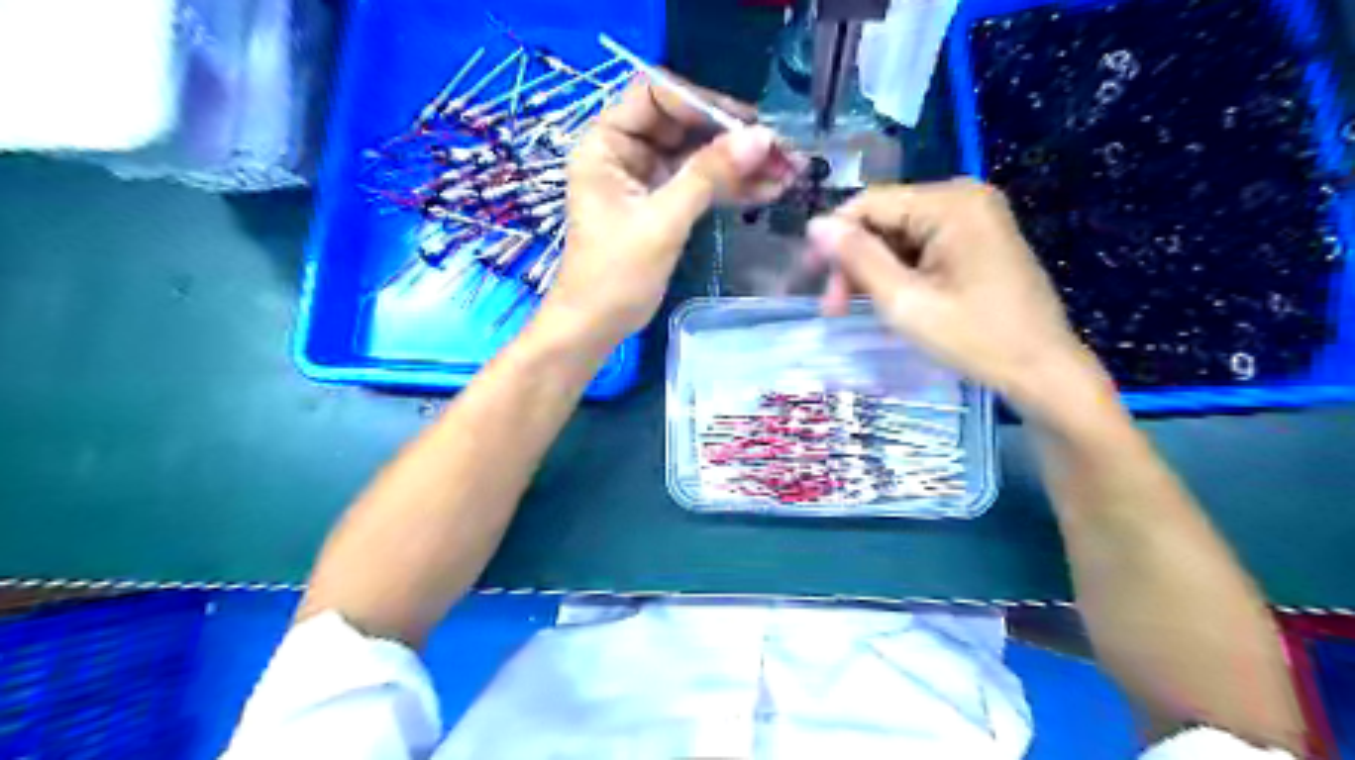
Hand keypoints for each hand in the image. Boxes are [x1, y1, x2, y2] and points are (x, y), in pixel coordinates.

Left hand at [540, 73, 795, 346]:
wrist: (597, 326)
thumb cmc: (615, 275)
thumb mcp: (662, 222)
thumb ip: (708, 176)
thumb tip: (762, 138)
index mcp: (607, 143)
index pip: (656, 96)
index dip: (703, 104)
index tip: (748, 124)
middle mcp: (625, 151)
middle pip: (684, 125)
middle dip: (732, 137)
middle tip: (781, 151)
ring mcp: (645, 178)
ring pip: (698, 156)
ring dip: (739, 164)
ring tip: (786, 173)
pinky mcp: (662, 204)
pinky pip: (700, 184)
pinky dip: (730, 187)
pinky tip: (767, 191)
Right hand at [802, 182, 1111, 424]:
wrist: (1042, 370)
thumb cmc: (975, 338)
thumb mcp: (905, 301)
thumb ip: (858, 259)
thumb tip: (814, 225)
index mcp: (951, 203)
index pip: (870, 204)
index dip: (833, 239)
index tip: (809, 280)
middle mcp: (965, 197)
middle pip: (885, 219)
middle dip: (855, 261)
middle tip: (833, 309)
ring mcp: (976, 217)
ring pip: (900, 235)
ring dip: (874, 271)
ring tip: (854, 310)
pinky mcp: (979, 239)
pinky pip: (923, 246)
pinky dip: (900, 273)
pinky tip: (889, 301)